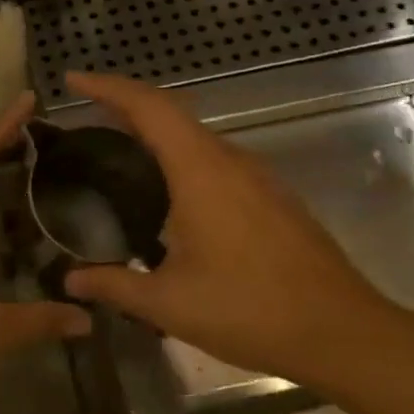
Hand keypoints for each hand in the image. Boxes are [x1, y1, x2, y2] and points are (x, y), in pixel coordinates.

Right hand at [61, 72, 386, 386]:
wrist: (343, 332)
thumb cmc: (251, 310)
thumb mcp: (170, 304)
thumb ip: (114, 285)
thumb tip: (69, 280)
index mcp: (200, 170)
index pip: (149, 107)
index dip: (108, 87)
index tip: (73, 81)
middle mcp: (229, 160)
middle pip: (172, 113)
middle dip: (126, 104)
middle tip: (86, 113)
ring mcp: (257, 177)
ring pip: (196, 136)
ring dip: (156, 130)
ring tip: (120, 147)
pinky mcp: (272, 196)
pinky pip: (215, 158)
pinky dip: (181, 155)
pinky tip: (169, 190)